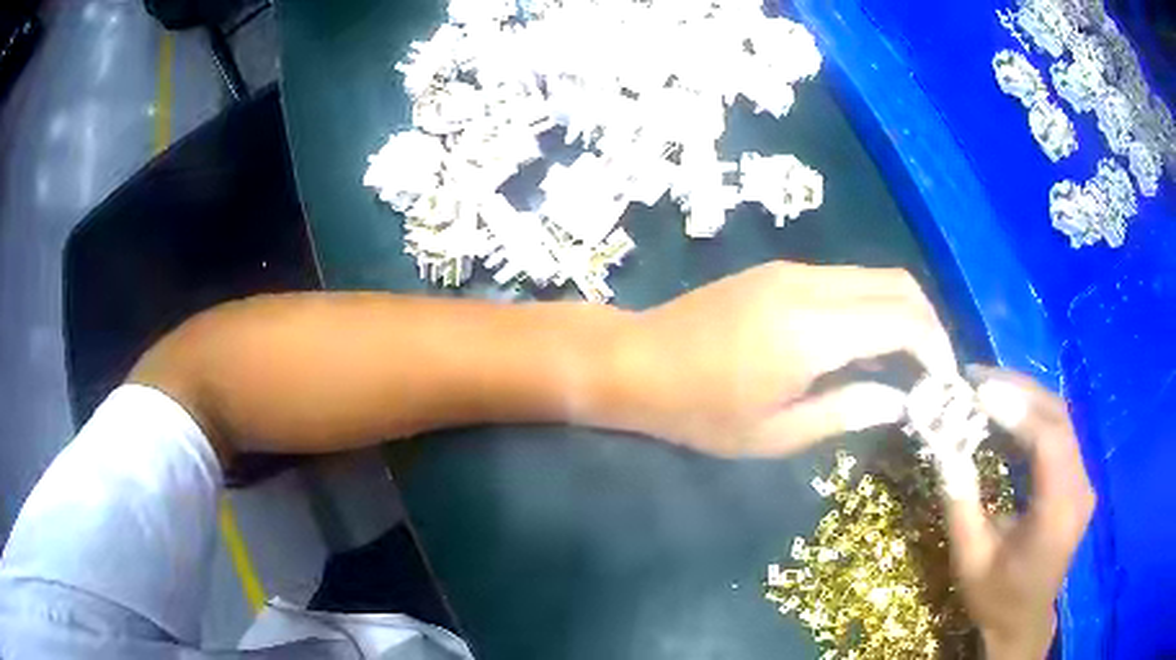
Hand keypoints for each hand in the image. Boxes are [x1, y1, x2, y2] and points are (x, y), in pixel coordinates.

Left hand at [620, 261, 957, 456]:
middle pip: (899, 285)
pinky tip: (863, 348)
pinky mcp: (779, 271)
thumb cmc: (699, 411)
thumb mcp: (776, 433)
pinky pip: (846, 281)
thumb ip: (847, 412)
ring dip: (901, 314)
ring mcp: (793, 270)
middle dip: (928, 326)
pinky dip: (871, 308)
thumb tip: (899, 400)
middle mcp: (812, 284)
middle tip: (932, 373)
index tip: (944, 384)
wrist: (635, 361)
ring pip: (874, 278)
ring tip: (904, 366)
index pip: (905, 321)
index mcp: (815, 329)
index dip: (936, 350)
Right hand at [948, 368, 1095, 659]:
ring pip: (1061, 418)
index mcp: (1058, 513)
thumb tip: (945, 447)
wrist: (1024, 622)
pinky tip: (1009, 412)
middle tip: (977, 376)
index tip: (978, 390)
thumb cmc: (996, 597)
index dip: (1017, 408)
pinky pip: (1060, 433)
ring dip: (1025, 396)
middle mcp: (1080, 488)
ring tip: (987, 387)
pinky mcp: (1079, 479)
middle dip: (1019, 389)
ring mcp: (1084, 481)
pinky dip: (1033, 415)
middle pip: (1058, 418)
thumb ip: (960, 502)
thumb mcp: (970, 559)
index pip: (1049, 440)